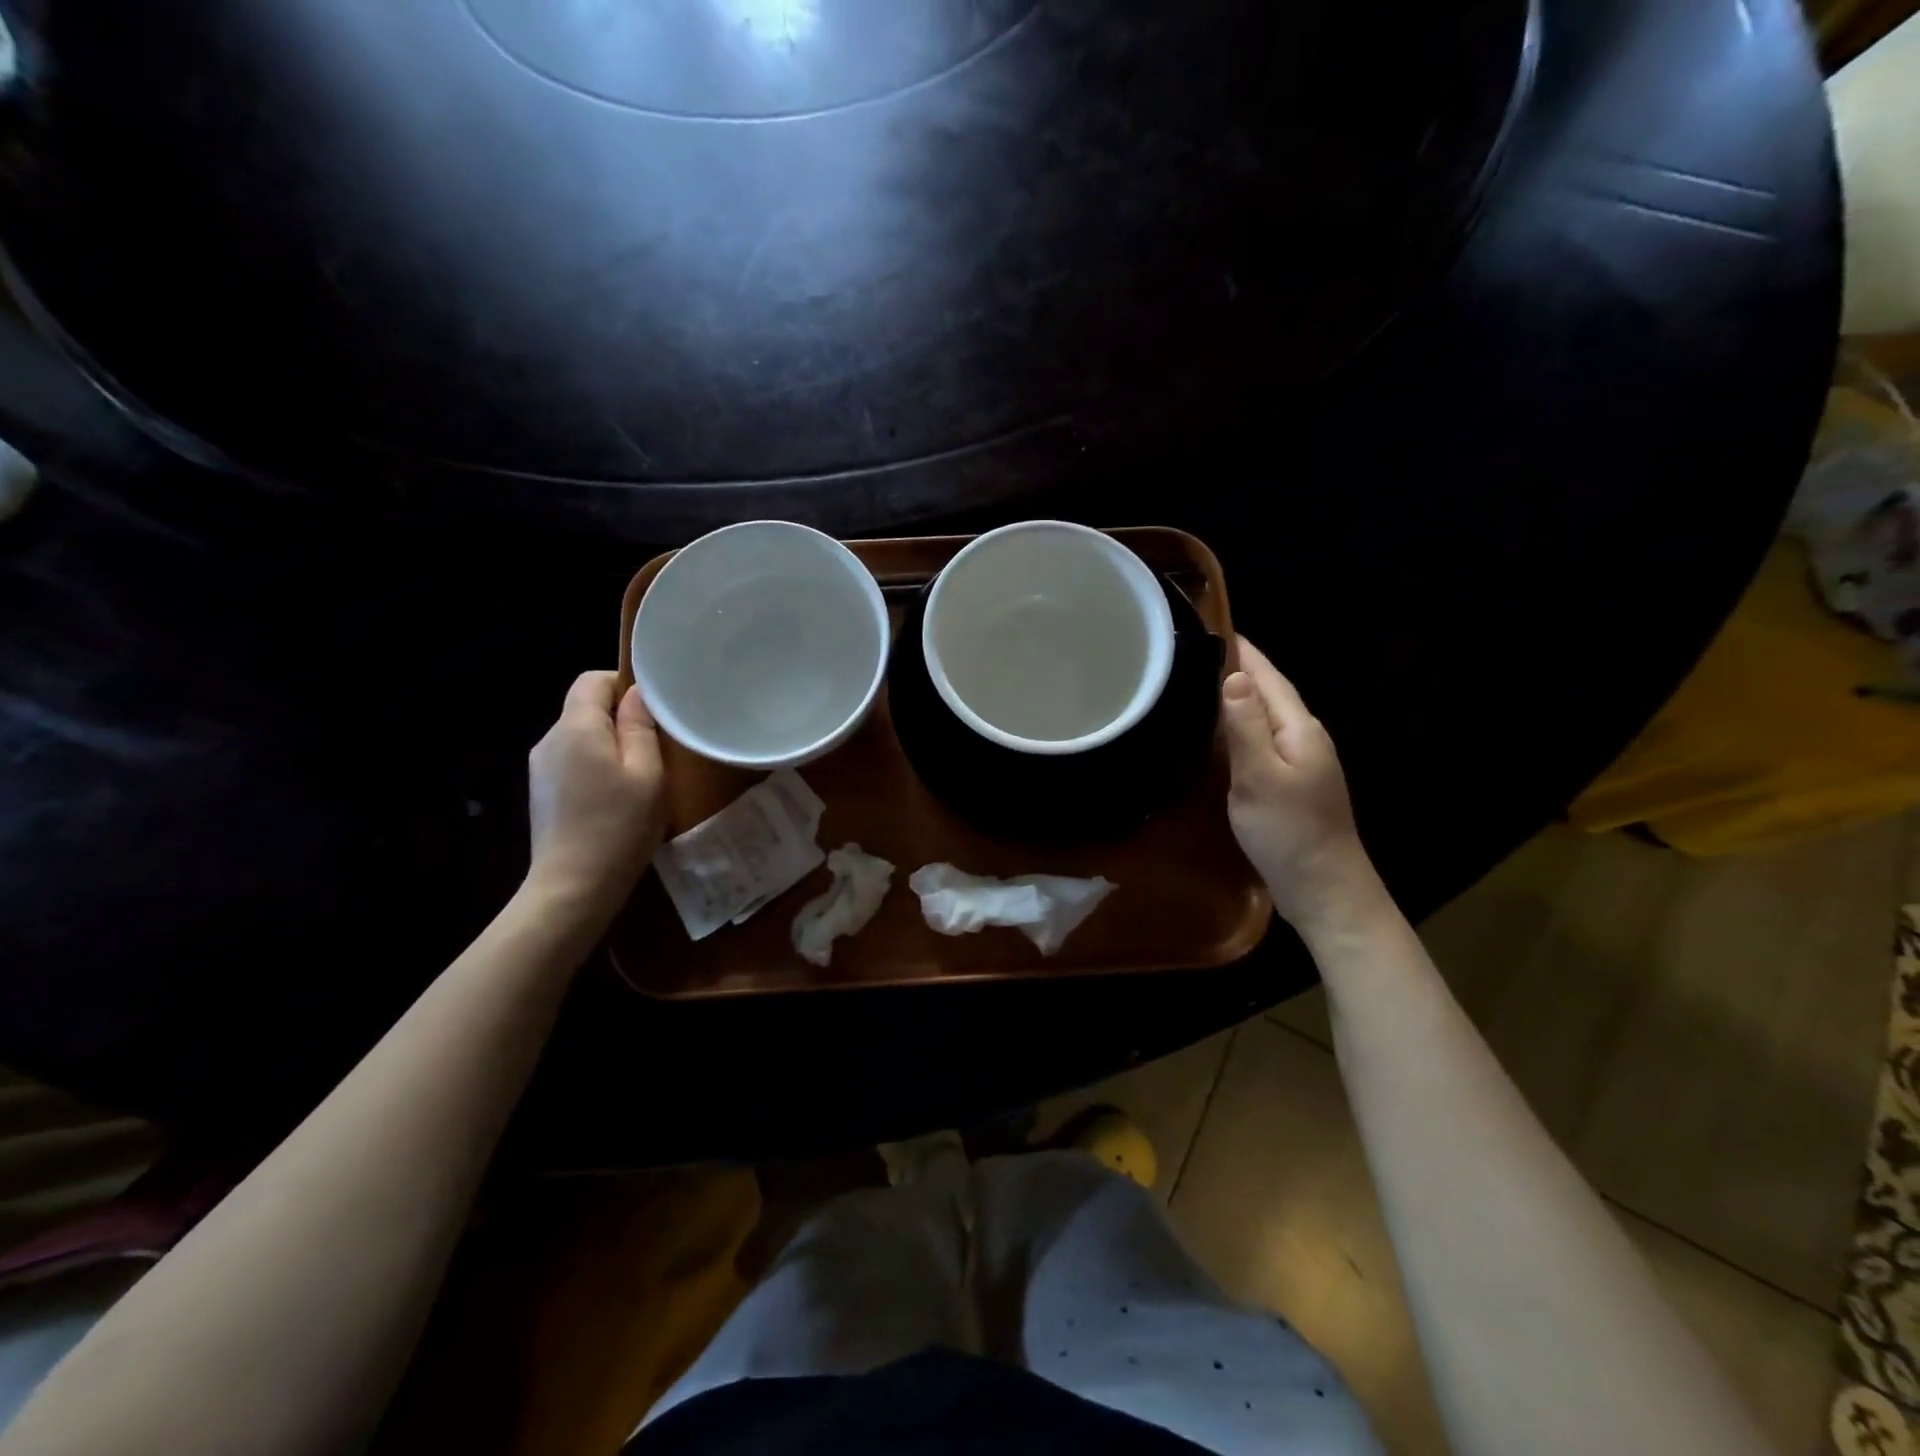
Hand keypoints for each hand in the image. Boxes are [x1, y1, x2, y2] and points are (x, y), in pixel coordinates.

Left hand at [526, 671, 666, 925]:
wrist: (573, 887)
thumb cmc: (619, 825)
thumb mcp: (646, 773)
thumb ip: (640, 727)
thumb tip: (637, 695)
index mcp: (575, 727)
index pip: (593, 680)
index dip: (624, 683)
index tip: (654, 709)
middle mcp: (550, 740)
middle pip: (585, 708)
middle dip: (620, 718)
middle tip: (656, 746)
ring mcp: (541, 768)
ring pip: (581, 737)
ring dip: (610, 745)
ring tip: (639, 775)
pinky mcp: (542, 792)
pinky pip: (573, 761)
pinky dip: (596, 766)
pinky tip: (616, 797)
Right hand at [1220, 638, 1382, 936]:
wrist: (1324, 889)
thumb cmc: (1290, 832)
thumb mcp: (1260, 777)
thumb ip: (1246, 726)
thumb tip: (1235, 676)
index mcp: (1299, 730)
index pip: (1270, 679)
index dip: (1245, 653)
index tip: (1215, 626)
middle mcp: (1304, 739)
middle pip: (1270, 694)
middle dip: (1240, 670)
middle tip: (1197, 652)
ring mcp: (1301, 763)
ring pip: (1266, 718)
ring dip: (1240, 698)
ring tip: (1203, 684)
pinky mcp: (1291, 784)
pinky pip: (1262, 741)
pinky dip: (1241, 728)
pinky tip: (1221, 733)